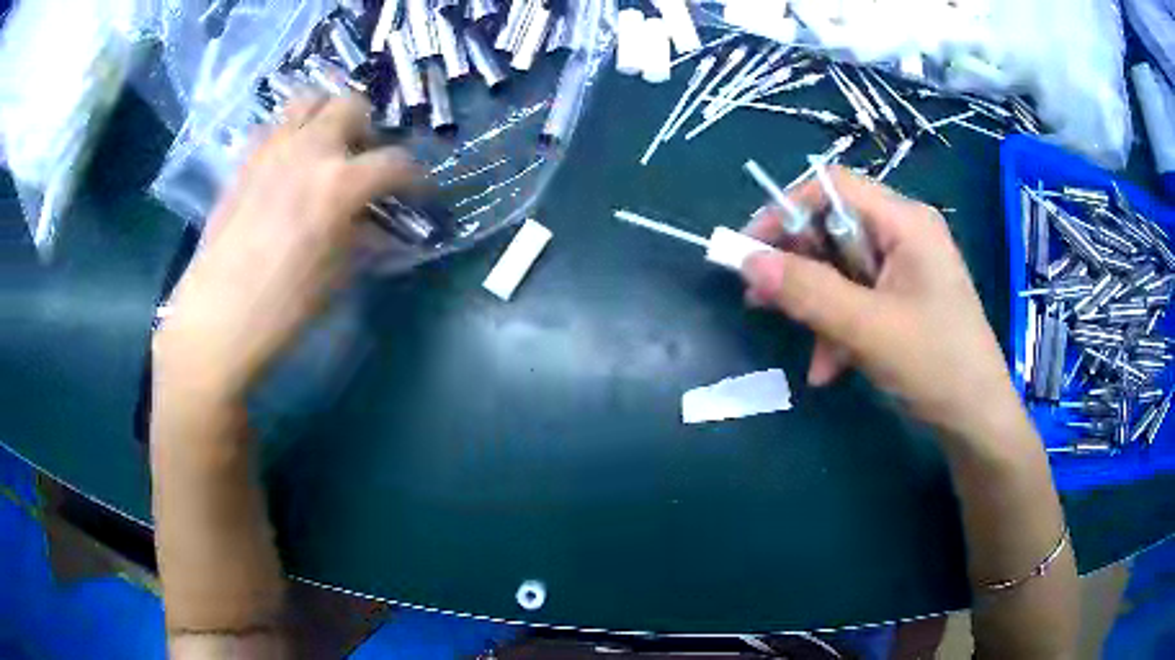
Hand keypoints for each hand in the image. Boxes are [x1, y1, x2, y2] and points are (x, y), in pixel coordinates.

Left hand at [154, 92, 418, 401]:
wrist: (217, 318)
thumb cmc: (283, 308)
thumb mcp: (338, 275)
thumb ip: (363, 237)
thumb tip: (377, 224)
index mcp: (338, 184)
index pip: (396, 163)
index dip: (416, 178)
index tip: (418, 193)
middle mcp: (308, 151)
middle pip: (351, 105)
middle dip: (367, 128)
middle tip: (362, 160)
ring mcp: (271, 149)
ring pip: (309, 99)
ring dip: (326, 116)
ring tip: (325, 149)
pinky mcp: (244, 160)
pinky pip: (273, 126)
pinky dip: (290, 134)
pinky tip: (287, 165)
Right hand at [741, 166, 1020, 439]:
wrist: (977, 420)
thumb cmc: (936, 366)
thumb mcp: (868, 329)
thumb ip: (809, 292)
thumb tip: (748, 262)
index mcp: (905, 222)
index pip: (834, 188)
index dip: (786, 209)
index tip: (751, 248)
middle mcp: (905, 234)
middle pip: (835, 229)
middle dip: (799, 268)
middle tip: (761, 299)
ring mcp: (905, 268)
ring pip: (842, 270)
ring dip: (818, 309)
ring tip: (806, 352)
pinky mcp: (903, 299)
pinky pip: (857, 299)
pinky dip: (838, 329)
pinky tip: (830, 368)